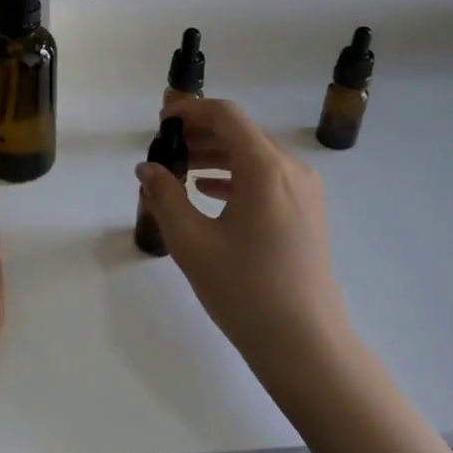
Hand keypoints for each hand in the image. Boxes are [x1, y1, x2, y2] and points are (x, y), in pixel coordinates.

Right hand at [136, 97, 352, 386]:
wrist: (304, 343)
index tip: (160, 121)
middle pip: (241, 133)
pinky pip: (266, 178)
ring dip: (216, 155)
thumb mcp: (192, 242)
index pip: (226, 116)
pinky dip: (235, 176)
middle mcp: (291, 169)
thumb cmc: (244, 290)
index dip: (190, 110)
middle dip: (199, 134)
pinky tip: (207, 190)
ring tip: (178, 169)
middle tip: (162, 147)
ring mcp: (304, 191)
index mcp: (266, 168)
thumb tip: (146, 168)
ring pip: (254, 156)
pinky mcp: (306, 212)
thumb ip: (165, 197)